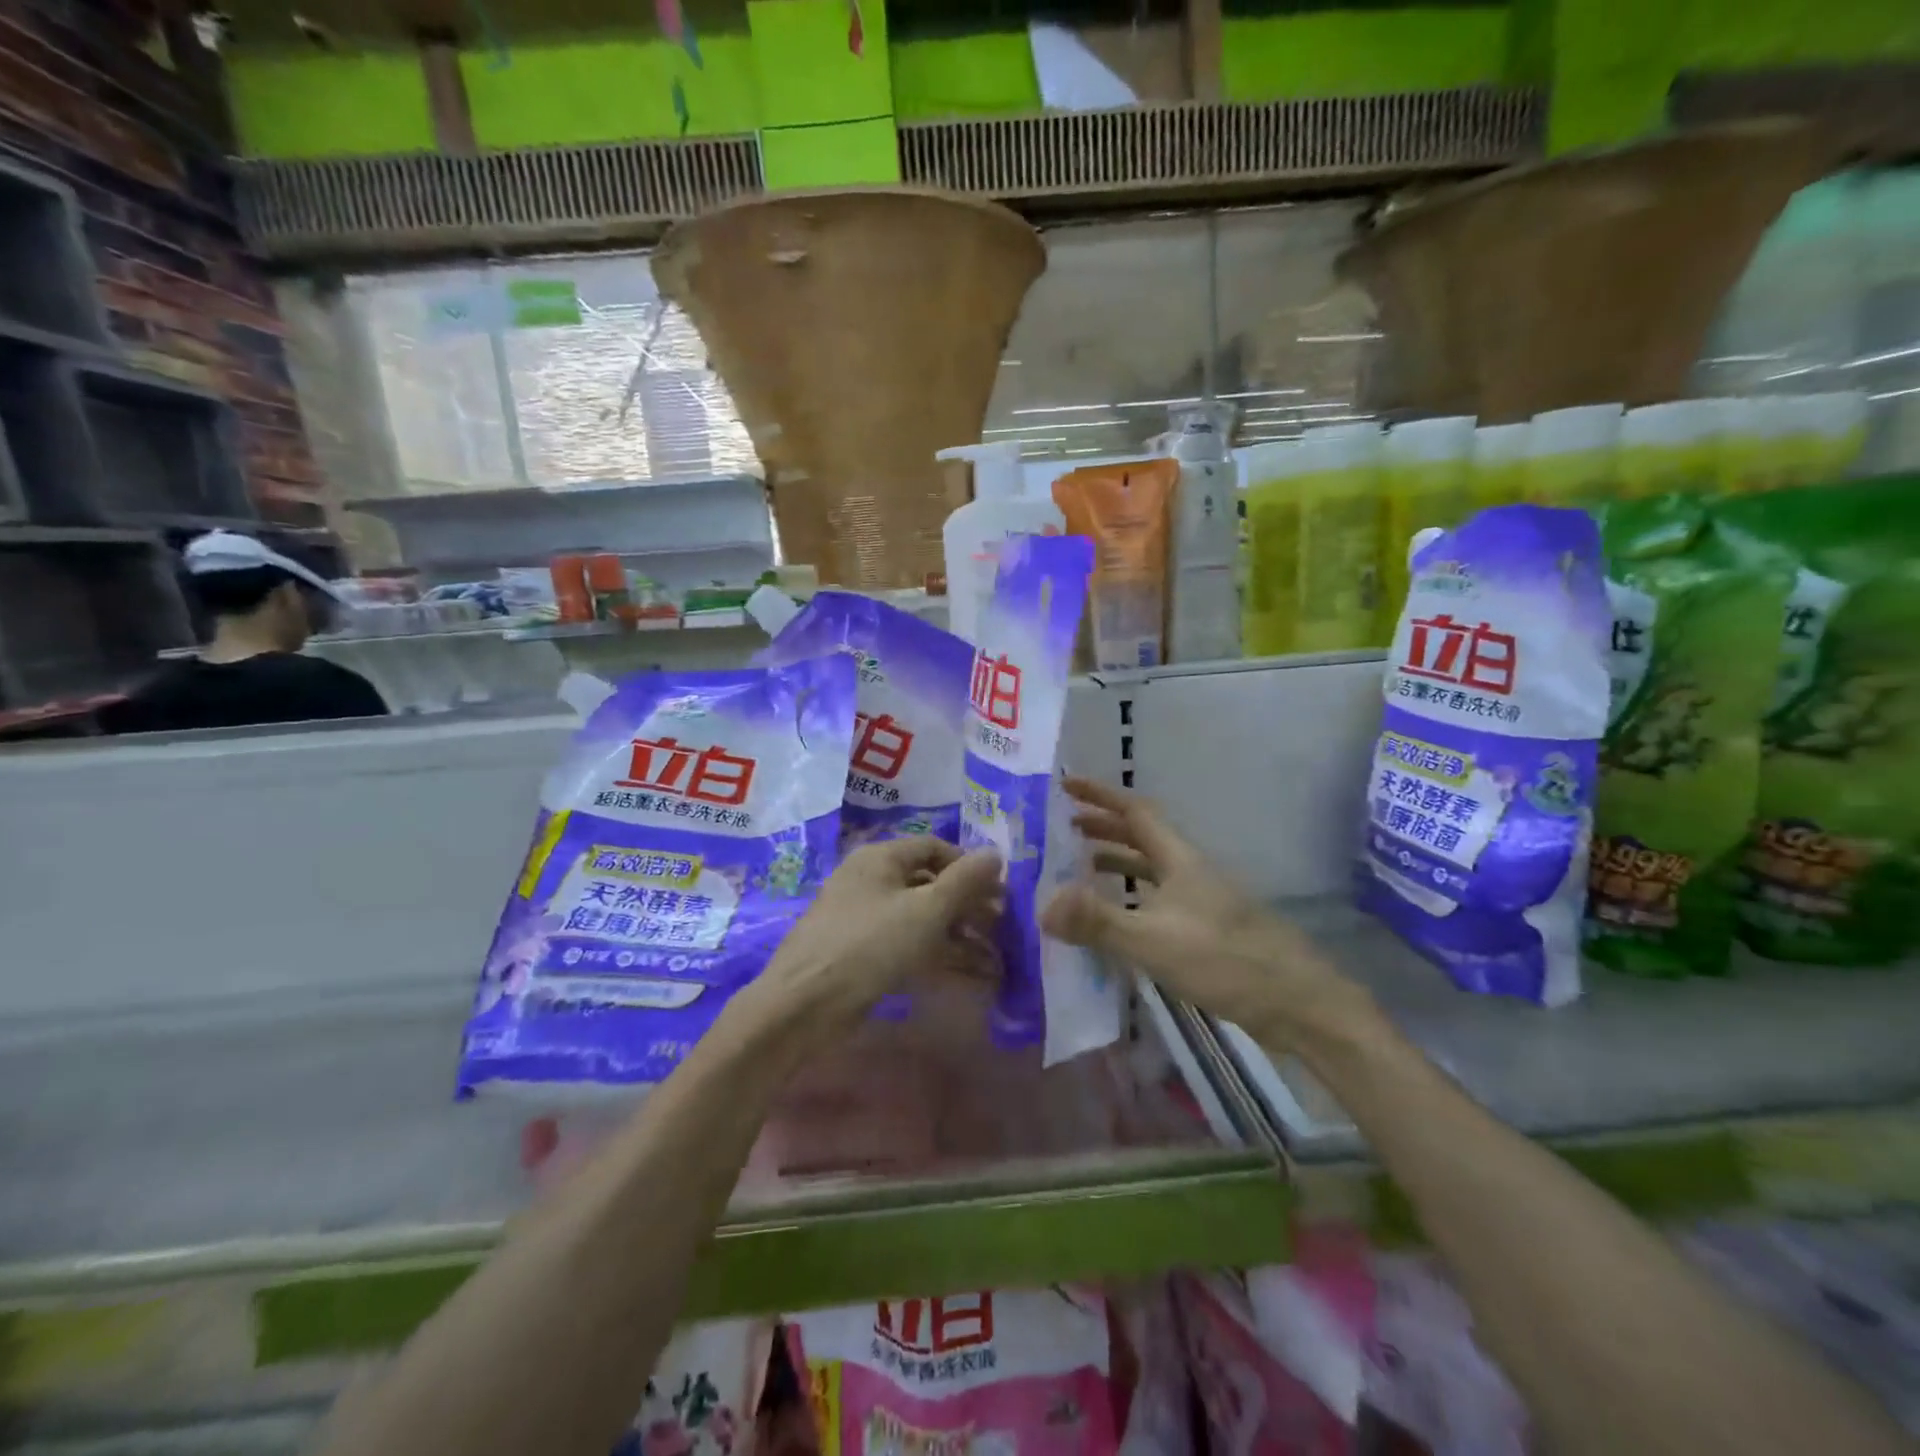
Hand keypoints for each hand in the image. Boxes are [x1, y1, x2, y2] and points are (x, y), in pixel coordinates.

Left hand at [754, 838, 1003, 1041]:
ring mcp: (862, 916)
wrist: (803, 1005)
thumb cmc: (869, 946)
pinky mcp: (859, 951)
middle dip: (967, 904)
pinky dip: (935, 953)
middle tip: (1001, 928)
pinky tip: (965, 974)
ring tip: (994, 958)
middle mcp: (869, 879)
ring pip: (919, 916)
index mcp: (880, 857)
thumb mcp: (926, 911)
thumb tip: (996, 853)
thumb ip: (965, 881)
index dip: (969, 865)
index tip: (999, 892)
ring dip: (957, 934)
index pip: (934, 847)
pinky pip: (906, 942)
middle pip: (927, 882)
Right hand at [1040, 777, 1367, 1051]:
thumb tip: (1042, 904)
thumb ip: (1098, 921)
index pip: (1135, 811)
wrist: (1298, 1004)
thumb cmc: (1226, 961)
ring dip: (1117, 861)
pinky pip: (1158, 899)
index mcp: (1180, 860)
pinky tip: (1118, 919)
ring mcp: (1202, 901)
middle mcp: (1190, 872)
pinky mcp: (1207, 930)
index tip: (1066, 783)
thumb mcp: (1154, 940)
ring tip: (1080, 867)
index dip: (1100, 794)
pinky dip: (1132, 897)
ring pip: (1151, 869)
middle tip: (1064, 827)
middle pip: (1143, 836)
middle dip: (1103, 826)